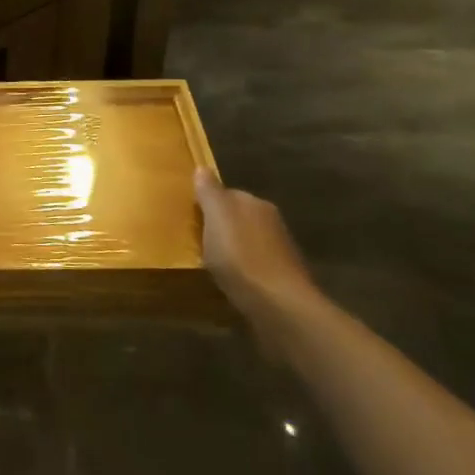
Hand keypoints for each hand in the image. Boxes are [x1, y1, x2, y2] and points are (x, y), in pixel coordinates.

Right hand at [195, 169, 318, 354]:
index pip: (227, 194)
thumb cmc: (240, 256)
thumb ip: (209, 192)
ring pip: (248, 243)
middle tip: (198, 241)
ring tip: (212, 264)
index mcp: (255, 203)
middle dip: (222, 227)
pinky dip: (244, 271)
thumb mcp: (216, 217)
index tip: (191, 218)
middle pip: (239, 218)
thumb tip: (203, 168)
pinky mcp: (283, 278)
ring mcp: (281, 251)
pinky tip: (232, 283)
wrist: (279, 305)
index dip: (208, 204)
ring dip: (233, 250)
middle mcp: (271, 221)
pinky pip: (256, 267)